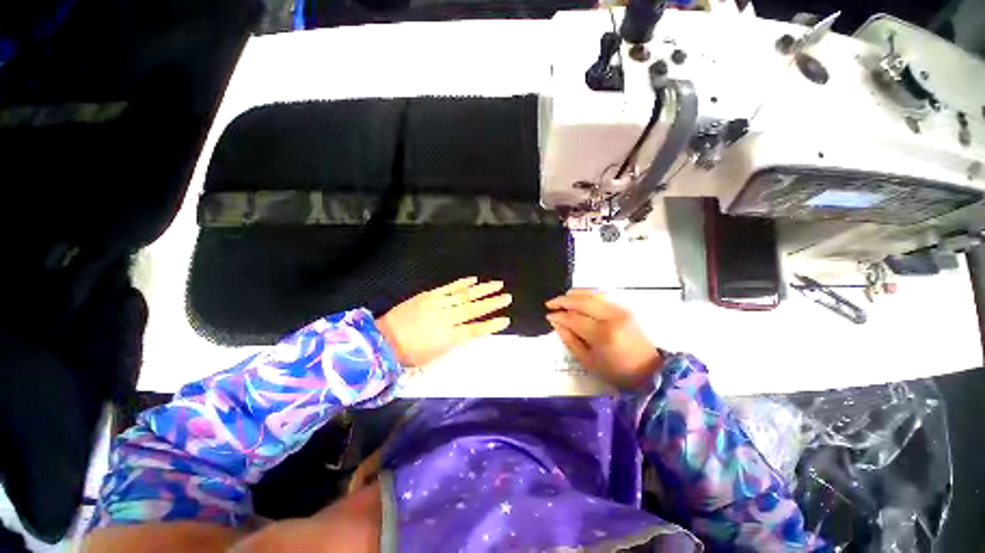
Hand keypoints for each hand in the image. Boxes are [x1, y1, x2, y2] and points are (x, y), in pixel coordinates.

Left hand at [377, 277, 511, 366]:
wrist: (384, 339)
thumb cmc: (411, 353)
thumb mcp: (436, 355)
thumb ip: (455, 341)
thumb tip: (470, 331)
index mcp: (447, 337)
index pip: (475, 330)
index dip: (491, 325)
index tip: (506, 320)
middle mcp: (445, 319)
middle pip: (473, 309)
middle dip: (492, 303)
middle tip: (507, 296)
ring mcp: (436, 304)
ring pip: (464, 295)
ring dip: (482, 289)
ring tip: (497, 284)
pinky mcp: (428, 296)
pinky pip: (448, 288)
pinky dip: (462, 283)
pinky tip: (473, 279)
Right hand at [546, 289, 661, 389]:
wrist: (649, 370)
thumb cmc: (616, 371)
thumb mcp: (588, 361)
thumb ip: (570, 340)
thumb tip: (555, 322)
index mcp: (601, 334)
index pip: (573, 318)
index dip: (558, 315)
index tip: (548, 315)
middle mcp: (610, 317)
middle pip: (581, 301)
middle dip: (563, 300)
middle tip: (550, 303)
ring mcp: (619, 310)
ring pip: (591, 294)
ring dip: (574, 294)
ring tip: (561, 299)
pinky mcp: (624, 308)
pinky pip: (601, 296)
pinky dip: (587, 294)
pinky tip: (578, 297)